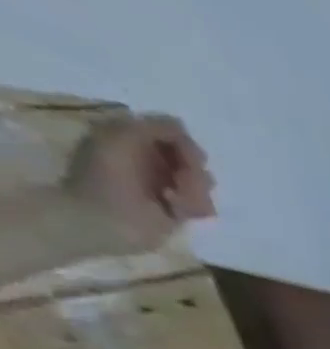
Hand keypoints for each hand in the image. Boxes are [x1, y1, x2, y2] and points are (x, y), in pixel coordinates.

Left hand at [63, 115, 215, 253]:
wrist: (104, 222)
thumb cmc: (106, 179)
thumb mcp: (120, 139)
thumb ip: (151, 127)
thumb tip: (182, 126)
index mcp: (133, 138)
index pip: (175, 134)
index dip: (184, 145)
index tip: (184, 158)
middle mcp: (152, 158)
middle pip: (193, 158)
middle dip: (193, 171)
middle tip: (181, 184)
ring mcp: (167, 184)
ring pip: (203, 182)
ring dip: (196, 192)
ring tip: (177, 201)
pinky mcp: (180, 209)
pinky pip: (205, 204)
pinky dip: (197, 208)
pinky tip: (180, 212)